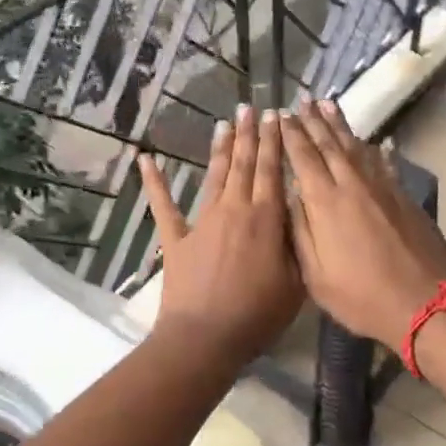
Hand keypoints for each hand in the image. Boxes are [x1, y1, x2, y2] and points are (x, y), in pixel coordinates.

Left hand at [138, 106, 302, 365]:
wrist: (206, 337)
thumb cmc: (257, 315)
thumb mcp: (296, 281)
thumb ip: (298, 243)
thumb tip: (300, 214)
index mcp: (266, 218)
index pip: (273, 170)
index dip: (275, 142)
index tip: (277, 116)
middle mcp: (234, 210)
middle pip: (244, 164)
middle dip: (250, 135)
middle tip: (251, 108)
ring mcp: (202, 222)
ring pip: (214, 176)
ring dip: (220, 149)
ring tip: (224, 123)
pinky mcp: (176, 238)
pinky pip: (163, 205)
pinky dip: (154, 182)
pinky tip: (145, 159)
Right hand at [281, 96, 445, 349]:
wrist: (426, 304)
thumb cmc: (362, 296)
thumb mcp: (316, 275)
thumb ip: (301, 232)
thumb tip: (291, 197)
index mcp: (325, 203)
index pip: (303, 158)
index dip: (291, 135)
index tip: (281, 115)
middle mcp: (353, 185)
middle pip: (329, 144)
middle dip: (313, 120)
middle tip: (303, 99)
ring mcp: (382, 189)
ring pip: (357, 147)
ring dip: (341, 125)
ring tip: (329, 105)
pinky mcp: (404, 197)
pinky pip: (384, 164)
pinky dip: (375, 150)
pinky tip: (374, 142)